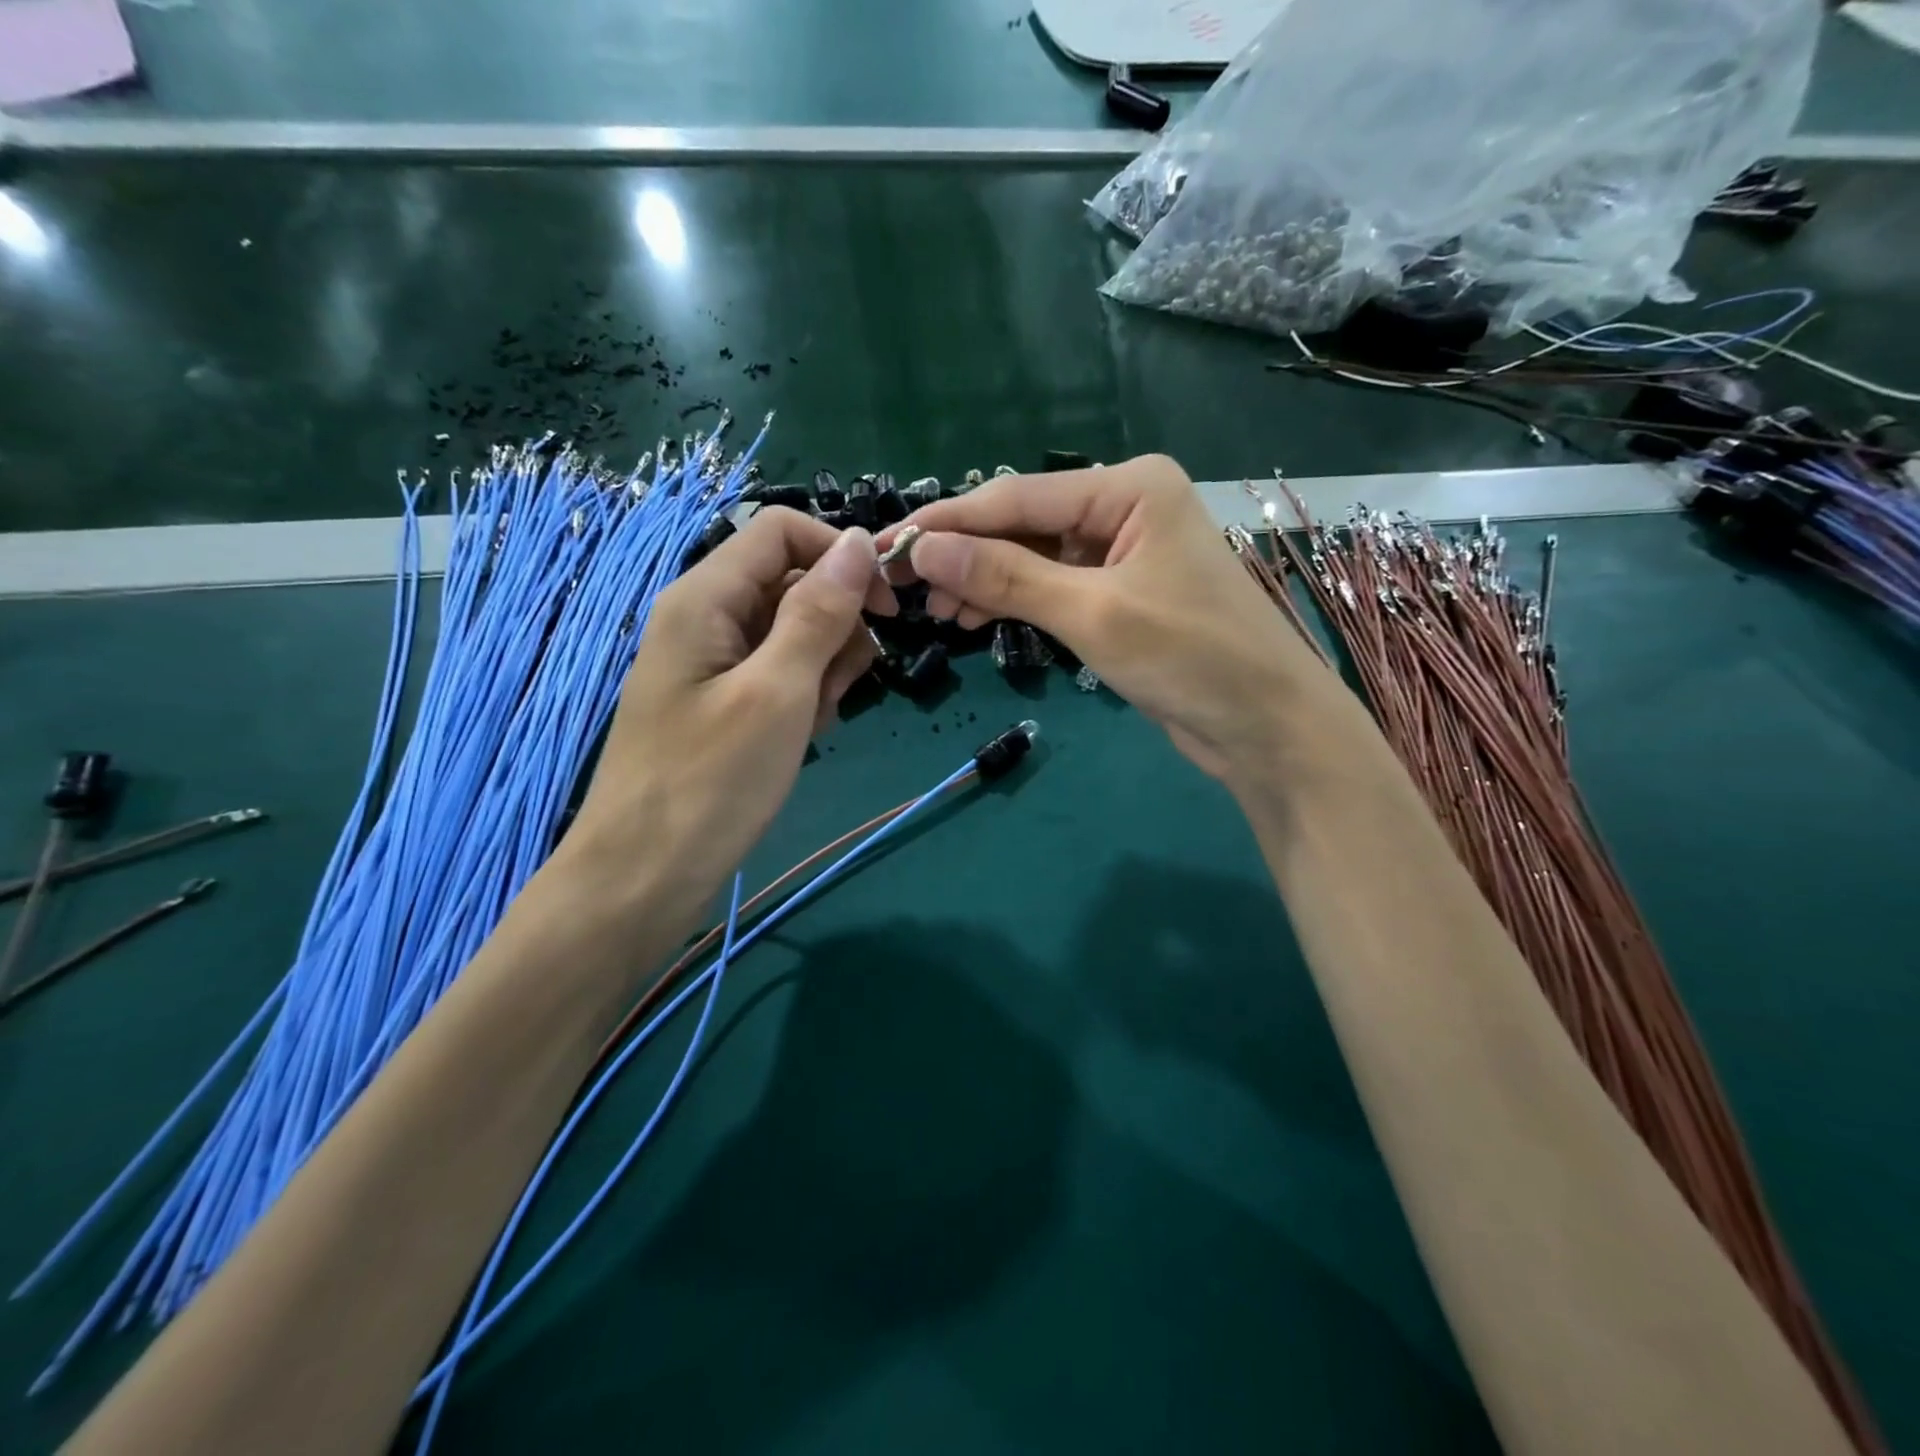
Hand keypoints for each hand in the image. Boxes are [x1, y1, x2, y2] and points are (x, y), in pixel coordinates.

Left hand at [559, 507, 894, 914]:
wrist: (645, 876)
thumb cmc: (711, 782)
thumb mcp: (778, 692)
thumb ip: (819, 612)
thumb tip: (859, 542)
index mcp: (705, 596)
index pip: (782, 531)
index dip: (840, 555)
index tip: (889, 607)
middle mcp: (705, 616)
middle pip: (793, 582)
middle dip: (835, 626)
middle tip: (838, 688)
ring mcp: (713, 661)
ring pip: (793, 631)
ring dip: (824, 666)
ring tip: (815, 720)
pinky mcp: (722, 700)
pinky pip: (779, 672)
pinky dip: (803, 695)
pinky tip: (801, 735)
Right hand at [880, 455, 1343, 785]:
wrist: (1266, 725)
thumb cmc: (1189, 656)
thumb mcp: (1091, 613)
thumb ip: (1006, 577)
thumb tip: (924, 547)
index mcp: (1129, 487)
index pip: (1017, 497)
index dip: (950, 523)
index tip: (888, 545)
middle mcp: (1125, 507)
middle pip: (1025, 524)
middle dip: (968, 556)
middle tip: (909, 591)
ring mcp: (1125, 552)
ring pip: (1035, 558)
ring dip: (987, 582)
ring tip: (939, 613)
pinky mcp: (1122, 594)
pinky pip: (1055, 587)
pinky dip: (1017, 602)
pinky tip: (978, 619)